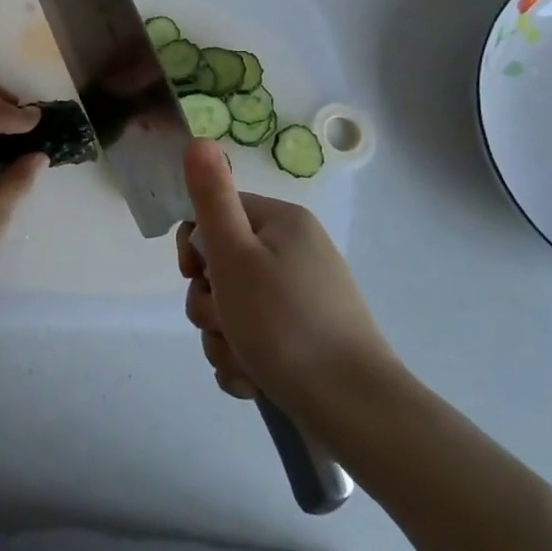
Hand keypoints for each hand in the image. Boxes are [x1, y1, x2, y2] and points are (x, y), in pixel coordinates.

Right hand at [176, 139, 398, 430]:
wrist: (355, 411)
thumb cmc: (284, 323)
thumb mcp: (235, 254)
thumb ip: (211, 198)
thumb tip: (199, 139)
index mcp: (282, 223)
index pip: (215, 215)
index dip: (196, 248)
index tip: (196, 276)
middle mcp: (295, 253)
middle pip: (222, 266)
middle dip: (209, 302)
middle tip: (224, 323)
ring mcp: (304, 299)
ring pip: (234, 308)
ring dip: (223, 337)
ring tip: (243, 361)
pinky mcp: (308, 340)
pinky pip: (256, 339)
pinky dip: (245, 359)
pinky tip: (254, 380)